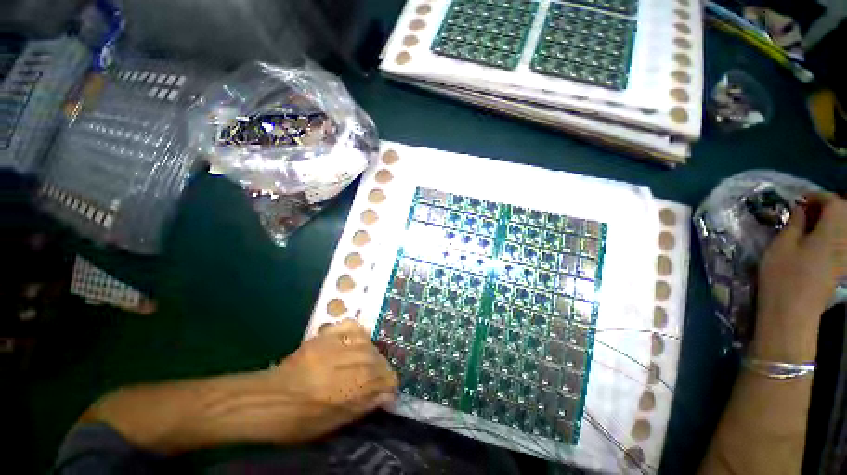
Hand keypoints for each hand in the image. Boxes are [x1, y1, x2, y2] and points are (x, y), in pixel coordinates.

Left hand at [266, 319, 398, 441]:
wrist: (267, 399)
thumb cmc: (299, 420)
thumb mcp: (333, 423)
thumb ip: (363, 406)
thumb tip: (387, 395)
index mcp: (346, 390)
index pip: (382, 378)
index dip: (390, 382)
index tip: (389, 388)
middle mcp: (343, 364)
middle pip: (376, 359)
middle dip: (382, 368)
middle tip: (380, 376)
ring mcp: (333, 346)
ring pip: (366, 343)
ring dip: (373, 352)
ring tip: (370, 360)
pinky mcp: (324, 336)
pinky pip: (350, 326)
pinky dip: (359, 332)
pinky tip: (360, 340)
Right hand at [753, 193, 846, 361]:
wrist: (792, 313)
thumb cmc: (784, 276)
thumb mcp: (782, 245)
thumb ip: (795, 223)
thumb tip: (801, 209)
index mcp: (832, 231)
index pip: (834, 202)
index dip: (818, 196)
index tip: (800, 200)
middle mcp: (845, 241)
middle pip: (843, 215)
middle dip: (826, 208)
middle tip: (804, 211)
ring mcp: (844, 257)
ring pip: (843, 230)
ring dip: (828, 222)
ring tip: (808, 226)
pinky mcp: (840, 268)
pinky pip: (840, 243)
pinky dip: (830, 236)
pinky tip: (814, 242)